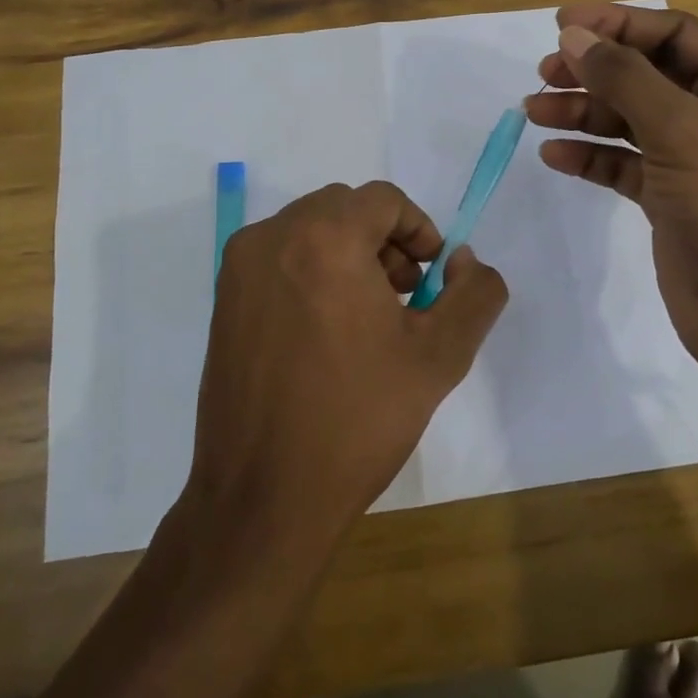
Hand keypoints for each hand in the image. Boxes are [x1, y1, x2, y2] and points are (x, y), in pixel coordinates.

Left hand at [187, 182, 508, 549]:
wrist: (263, 497)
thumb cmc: (357, 419)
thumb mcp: (440, 356)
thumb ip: (474, 293)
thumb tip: (462, 259)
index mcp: (325, 238)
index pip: (383, 199)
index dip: (418, 229)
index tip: (431, 277)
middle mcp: (273, 237)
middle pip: (345, 209)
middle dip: (384, 240)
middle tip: (404, 296)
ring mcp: (240, 268)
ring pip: (309, 230)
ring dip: (348, 253)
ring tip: (368, 317)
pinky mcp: (223, 300)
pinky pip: (280, 258)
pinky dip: (312, 271)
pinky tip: (326, 332)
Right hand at [525, 4, 697, 432]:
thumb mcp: (680, 129)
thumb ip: (623, 77)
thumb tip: (574, 35)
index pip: (673, 33)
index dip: (615, 23)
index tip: (560, 25)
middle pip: (647, 74)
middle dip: (594, 71)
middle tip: (544, 73)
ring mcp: (697, 156)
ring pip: (630, 119)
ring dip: (583, 113)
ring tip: (533, 112)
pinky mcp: (673, 197)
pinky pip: (625, 163)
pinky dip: (591, 156)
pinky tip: (554, 155)